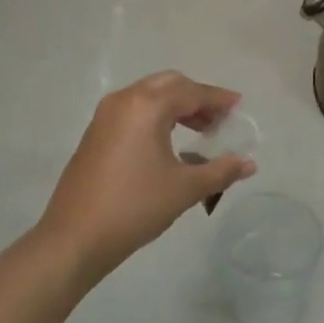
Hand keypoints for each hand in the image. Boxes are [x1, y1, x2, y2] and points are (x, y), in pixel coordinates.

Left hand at [36, 71, 255, 288]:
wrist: (75, 237)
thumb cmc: (135, 207)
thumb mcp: (185, 189)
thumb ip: (220, 171)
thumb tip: (249, 164)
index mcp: (147, 106)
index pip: (192, 92)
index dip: (218, 99)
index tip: (239, 106)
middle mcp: (124, 101)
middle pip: (169, 85)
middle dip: (197, 97)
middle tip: (219, 120)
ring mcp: (105, 116)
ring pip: (148, 96)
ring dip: (176, 106)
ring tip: (199, 132)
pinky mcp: (95, 134)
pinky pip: (133, 111)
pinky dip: (156, 116)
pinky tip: (168, 144)